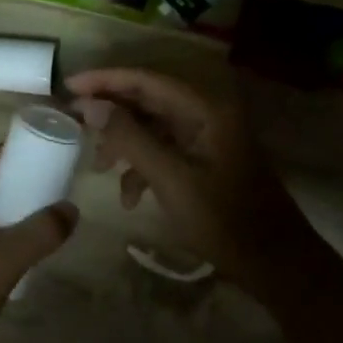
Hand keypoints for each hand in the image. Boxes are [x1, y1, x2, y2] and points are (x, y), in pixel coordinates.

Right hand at [67, 69, 325, 288]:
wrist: (274, 262)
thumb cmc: (223, 218)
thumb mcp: (170, 178)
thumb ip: (130, 137)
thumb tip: (91, 105)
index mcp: (205, 109)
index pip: (147, 80)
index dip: (106, 80)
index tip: (68, 86)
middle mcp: (207, 114)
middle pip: (148, 100)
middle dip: (111, 112)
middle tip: (73, 121)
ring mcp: (207, 138)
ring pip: (153, 127)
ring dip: (124, 143)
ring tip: (98, 167)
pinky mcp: (206, 161)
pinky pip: (165, 151)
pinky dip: (143, 167)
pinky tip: (129, 196)